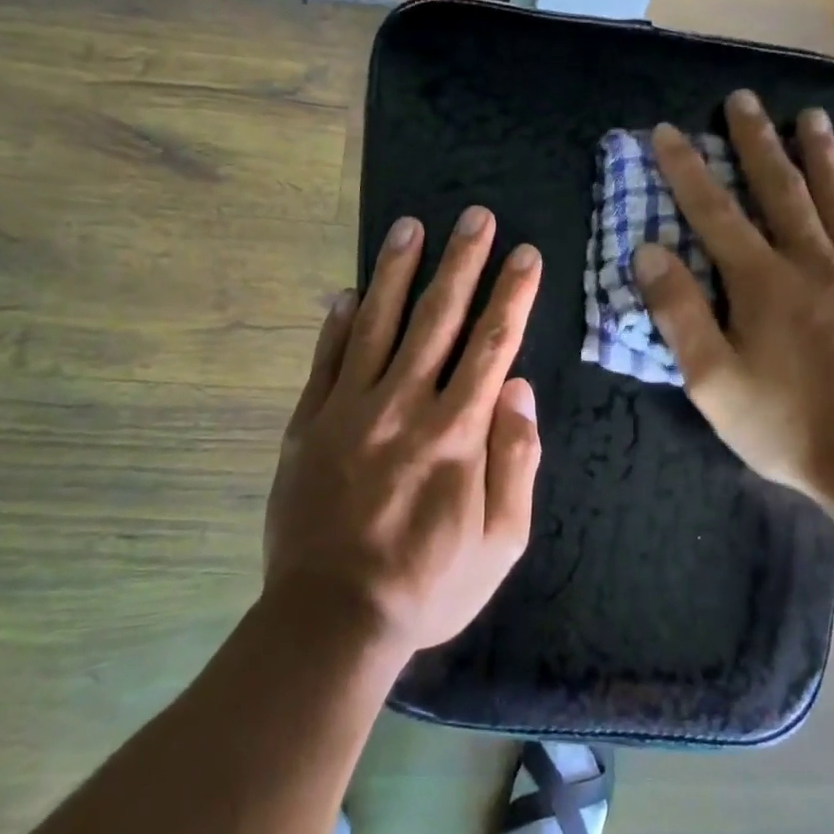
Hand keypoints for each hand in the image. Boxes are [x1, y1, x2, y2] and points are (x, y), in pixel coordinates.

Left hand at [264, 207, 542, 657]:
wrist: (332, 617)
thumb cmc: (429, 584)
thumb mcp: (501, 541)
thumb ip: (516, 462)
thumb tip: (520, 391)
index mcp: (457, 432)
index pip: (492, 345)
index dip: (512, 295)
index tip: (525, 255)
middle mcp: (404, 405)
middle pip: (437, 318)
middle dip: (462, 262)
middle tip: (475, 216)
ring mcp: (349, 409)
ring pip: (377, 323)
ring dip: (396, 271)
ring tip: (410, 227)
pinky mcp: (308, 424)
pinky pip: (325, 360)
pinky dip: (336, 323)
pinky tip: (346, 292)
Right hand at [633, 90, 833, 527]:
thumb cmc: (786, 425)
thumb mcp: (712, 380)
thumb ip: (679, 312)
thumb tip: (649, 251)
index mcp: (762, 281)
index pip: (715, 212)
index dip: (687, 170)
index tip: (667, 132)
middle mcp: (813, 263)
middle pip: (780, 190)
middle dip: (757, 143)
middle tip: (743, 99)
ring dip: (822, 157)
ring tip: (813, 116)